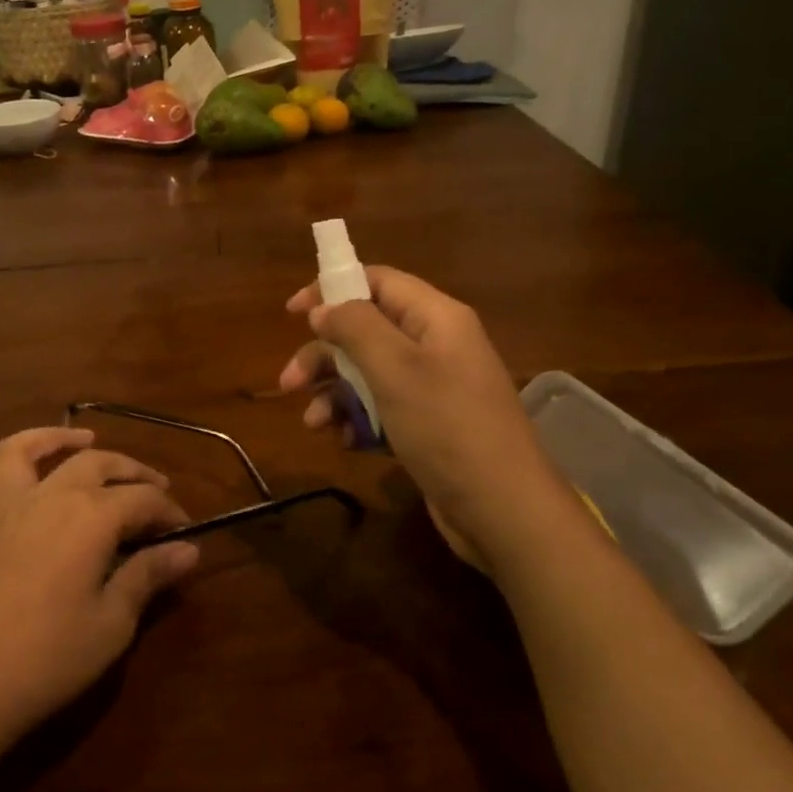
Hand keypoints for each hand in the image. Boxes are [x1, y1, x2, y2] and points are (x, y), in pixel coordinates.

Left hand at [0, 427, 198, 753]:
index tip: (186, 532)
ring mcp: (10, 503)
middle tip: (158, 491)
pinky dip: (18, 450)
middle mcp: (53, 495)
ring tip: (88, 438)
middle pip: (101, 465)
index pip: (144, 499)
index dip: (169, 512)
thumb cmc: (45, 658)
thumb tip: (188, 550)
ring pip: (42, 450)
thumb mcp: (110, 623)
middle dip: (135, 474)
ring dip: (69, 440)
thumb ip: (147, 577)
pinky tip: (30, 461)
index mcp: (92, 517)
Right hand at [278, 267, 542, 565]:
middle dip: (324, 355)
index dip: (332, 289)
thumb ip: (355, 328)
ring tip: (315, 424)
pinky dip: (358, 421)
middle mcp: (435, 346)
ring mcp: (433, 388)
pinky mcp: (428, 426)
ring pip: (368, 374)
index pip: (378, 282)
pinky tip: (346, 443)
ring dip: (335, 394)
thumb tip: (323, 308)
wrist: (503, 510)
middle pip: (366, 332)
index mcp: (435, 318)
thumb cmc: (447, 427)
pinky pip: (382, 409)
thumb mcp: (396, 370)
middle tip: (288, 384)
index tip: (292, 313)